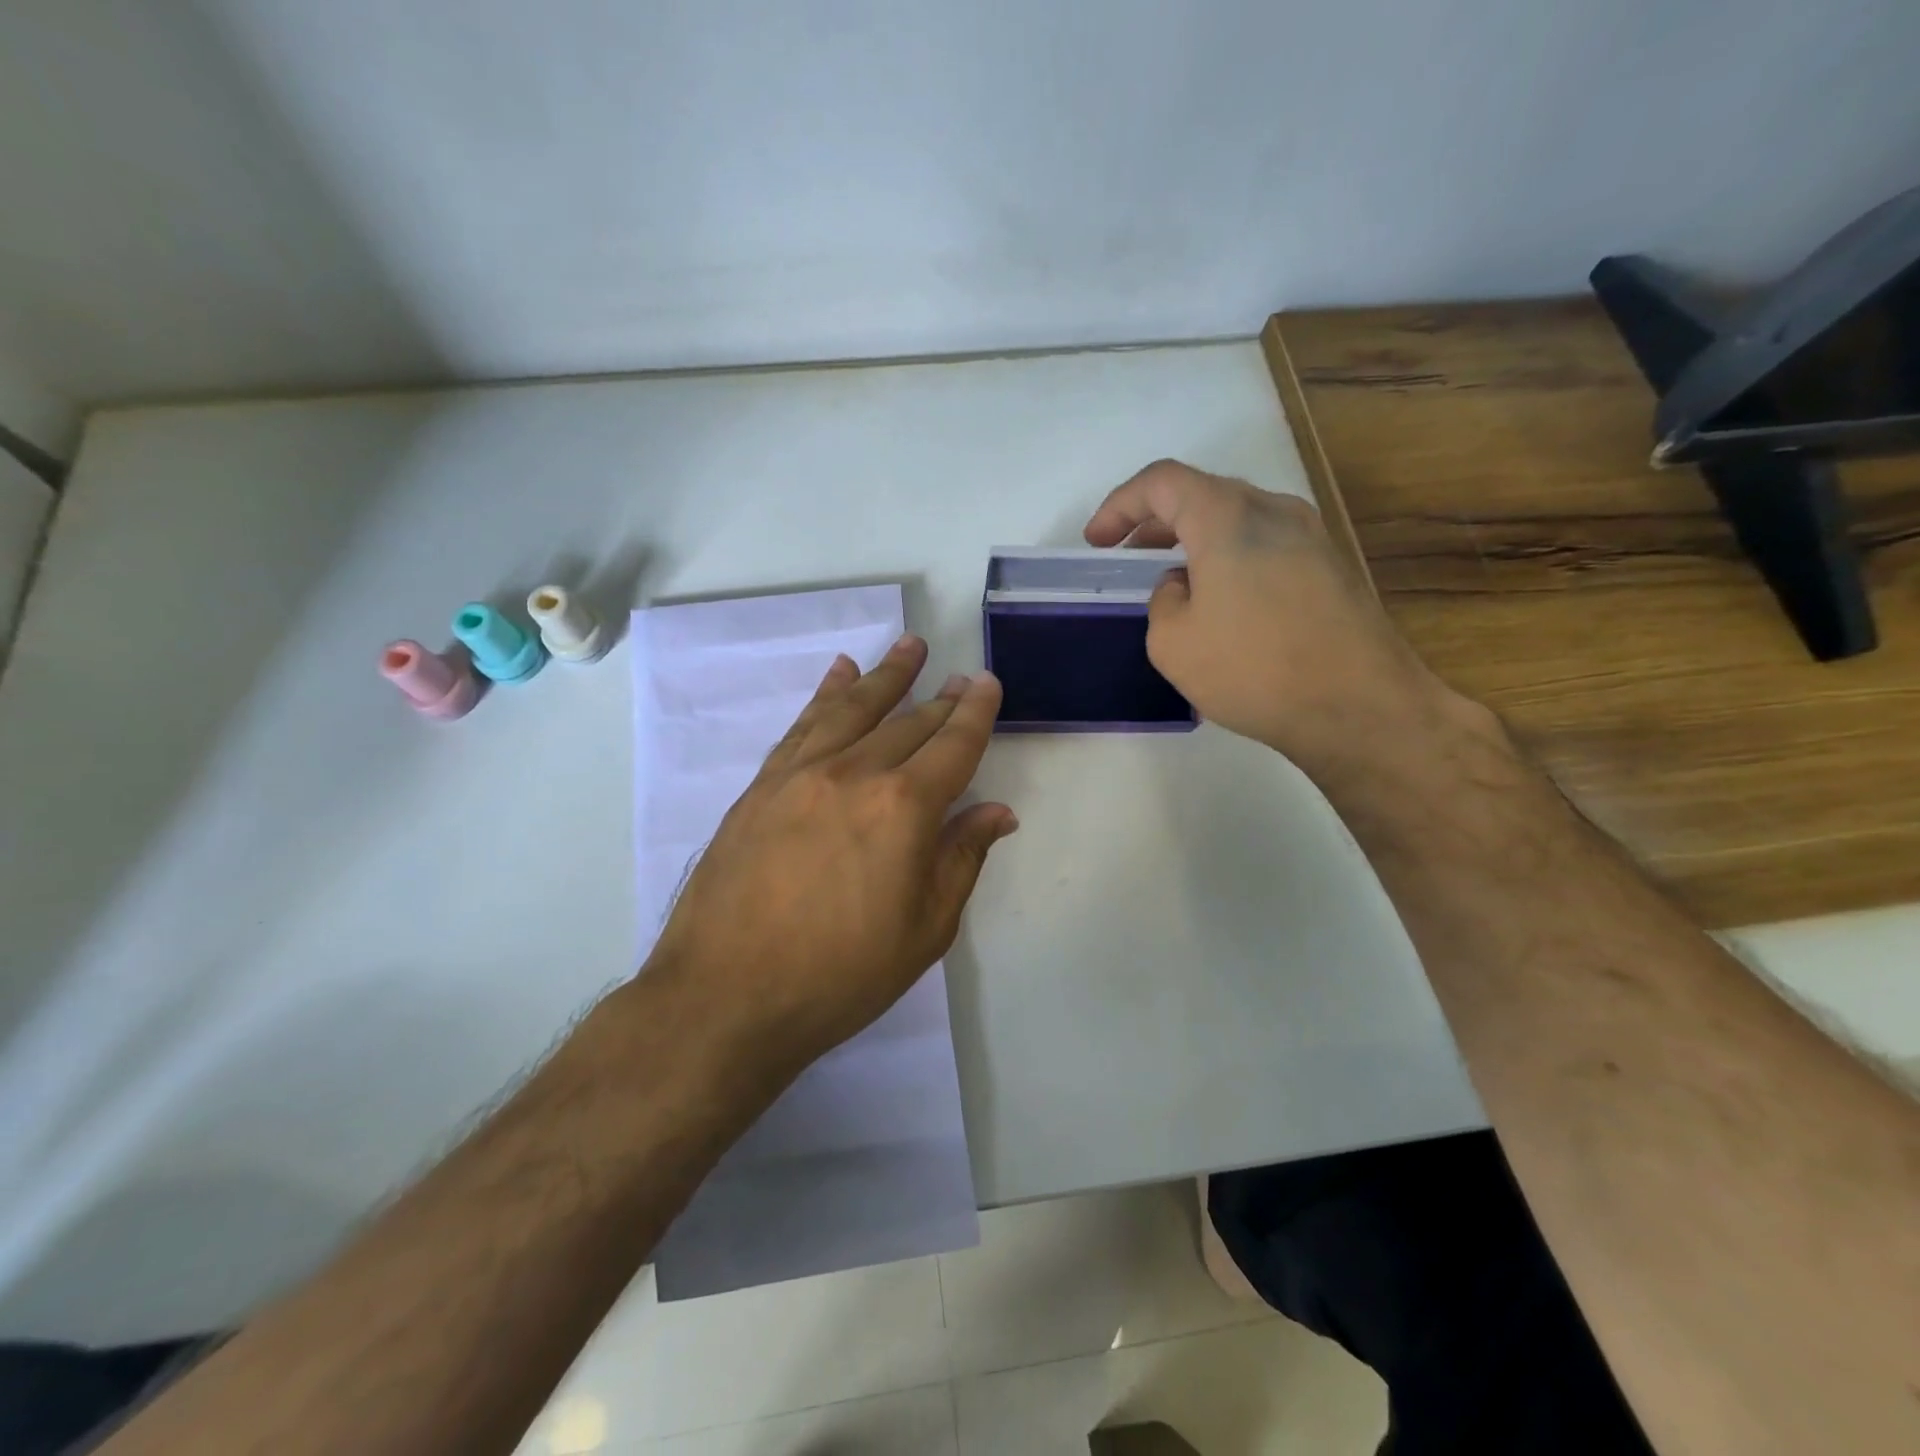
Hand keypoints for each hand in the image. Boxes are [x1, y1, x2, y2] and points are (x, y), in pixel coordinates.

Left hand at [645, 636, 1016, 1073]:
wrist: (725, 995)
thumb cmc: (840, 975)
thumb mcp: (924, 930)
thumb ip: (961, 859)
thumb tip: (997, 812)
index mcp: (904, 807)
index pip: (952, 745)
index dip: (975, 713)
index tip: (987, 684)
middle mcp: (855, 773)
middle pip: (908, 723)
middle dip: (940, 698)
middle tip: (960, 677)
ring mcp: (801, 774)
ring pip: (853, 708)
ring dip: (885, 675)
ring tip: (908, 646)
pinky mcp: (762, 785)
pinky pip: (802, 725)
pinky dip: (826, 694)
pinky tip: (839, 675)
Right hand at [1084, 459, 1468, 778]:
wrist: (1359, 706)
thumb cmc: (1252, 669)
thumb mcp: (1172, 642)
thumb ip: (1163, 600)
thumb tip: (1183, 586)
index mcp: (1227, 517)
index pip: (1162, 482)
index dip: (1120, 505)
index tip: (1097, 541)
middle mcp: (1274, 510)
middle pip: (1203, 494)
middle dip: (1155, 521)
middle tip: (1128, 556)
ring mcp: (1311, 537)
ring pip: (1237, 519)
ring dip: (1195, 541)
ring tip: (1172, 581)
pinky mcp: (1330, 567)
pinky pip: (1265, 545)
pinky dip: (1229, 558)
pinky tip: (1221, 603)